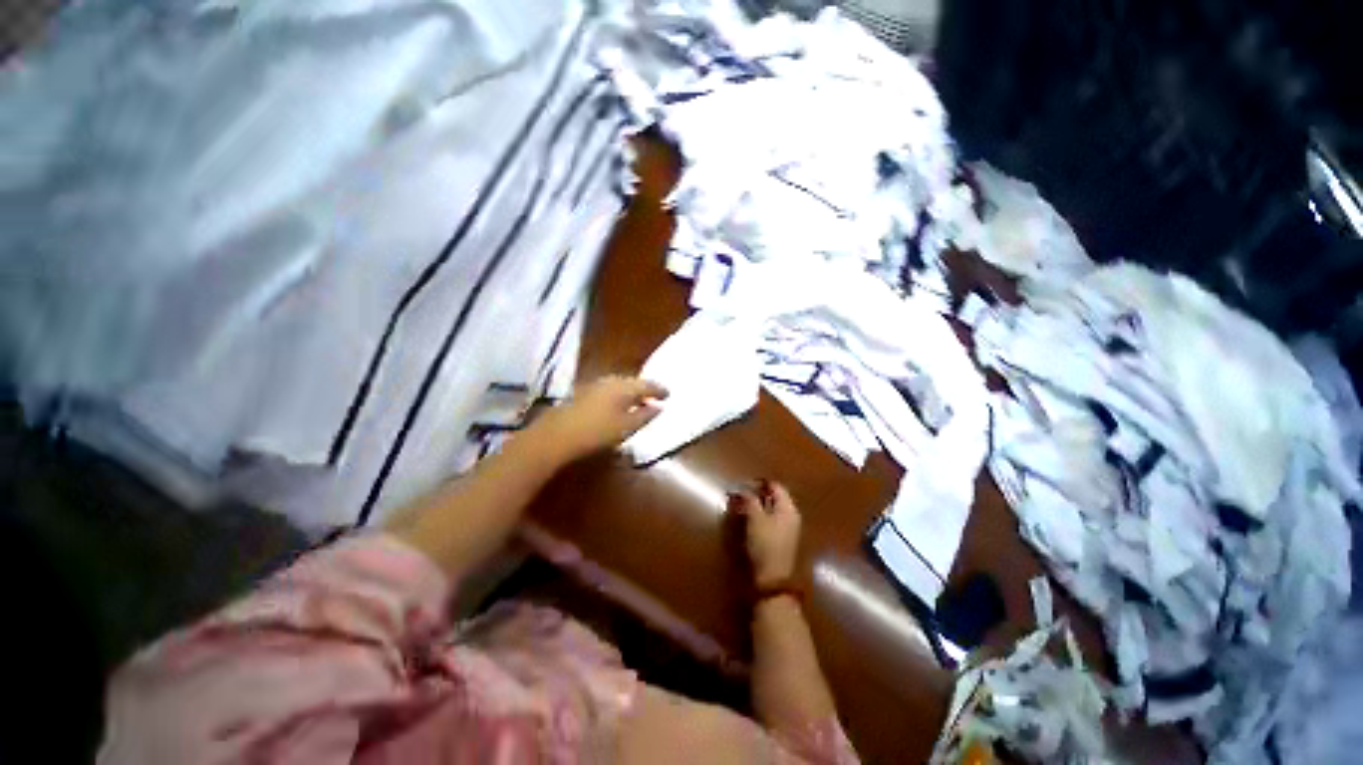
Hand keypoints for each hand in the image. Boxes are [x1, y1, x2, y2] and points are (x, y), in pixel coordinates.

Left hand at [530, 376, 668, 462]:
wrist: (557, 435)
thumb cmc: (597, 431)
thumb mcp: (627, 427)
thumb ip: (645, 415)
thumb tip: (659, 407)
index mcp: (624, 387)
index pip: (647, 385)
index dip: (659, 390)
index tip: (669, 395)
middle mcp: (611, 381)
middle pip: (633, 382)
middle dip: (645, 390)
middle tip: (655, 398)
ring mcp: (596, 385)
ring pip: (620, 386)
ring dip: (631, 393)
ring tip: (638, 403)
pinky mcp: (584, 393)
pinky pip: (609, 390)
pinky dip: (619, 396)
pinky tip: (618, 406)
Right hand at [729, 480, 801, 589]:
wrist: (773, 578)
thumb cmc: (766, 544)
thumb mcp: (755, 519)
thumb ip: (750, 500)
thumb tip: (742, 488)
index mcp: (788, 508)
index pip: (775, 486)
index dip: (759, 483)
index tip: (742, 483)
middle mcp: (790, 515)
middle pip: (773, 497)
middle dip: (755, 494)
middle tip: (738, 494)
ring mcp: (787, 528)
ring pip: (770, 509)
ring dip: (755, 505)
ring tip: (739, 505)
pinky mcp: (780, 539)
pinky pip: (769, 520)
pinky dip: (758, 515)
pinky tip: (746, 518)